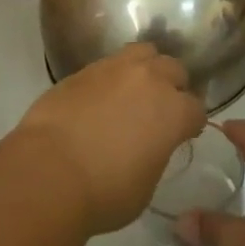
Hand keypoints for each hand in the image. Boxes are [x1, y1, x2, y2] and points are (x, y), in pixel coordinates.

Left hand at [11, 44, 206, 236]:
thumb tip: (149, 144)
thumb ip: (156, 154)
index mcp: (173, 111)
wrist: (48, 171)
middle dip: (173, 87)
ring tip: (134, 91)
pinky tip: (102, 97)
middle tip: (159, 110)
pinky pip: (110, 63)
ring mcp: (116, 69)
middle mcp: (150, 80)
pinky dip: (113, 77)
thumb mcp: (146, 185)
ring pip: (144, 53)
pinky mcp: (85, 69)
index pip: (196, 109)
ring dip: (146, 69)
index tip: (183, 135)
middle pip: (174, 70)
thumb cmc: (104, 192)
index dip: (190, 124)